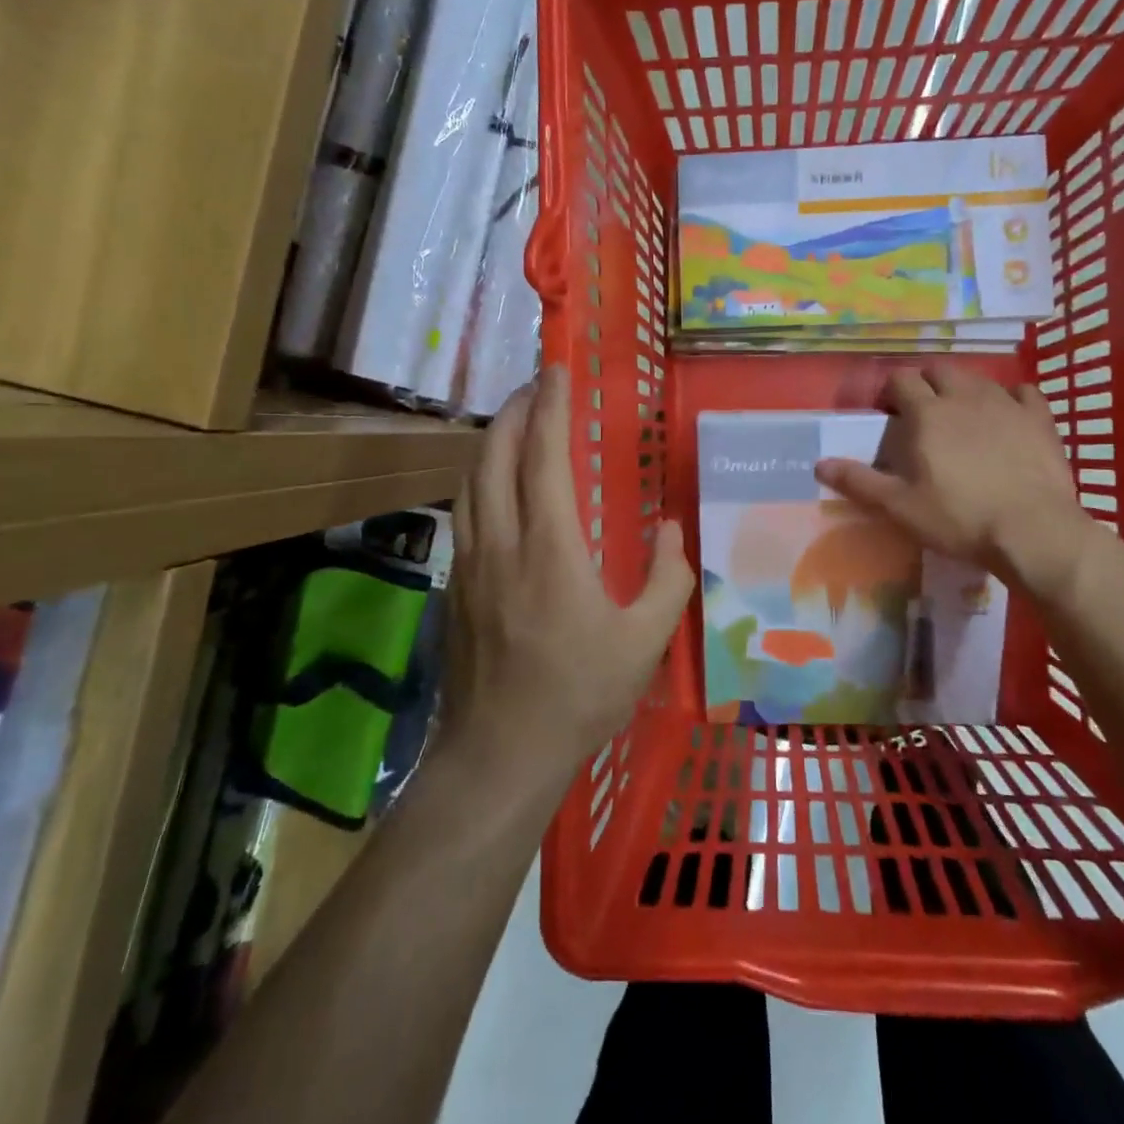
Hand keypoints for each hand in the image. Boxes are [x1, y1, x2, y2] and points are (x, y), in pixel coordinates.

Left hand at [443, 365, 695, 781]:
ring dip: (493, 441)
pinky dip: (480, 479)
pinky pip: (463, 512)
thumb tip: (669, 529)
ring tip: (517, 425)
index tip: (558, 369)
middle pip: (495, 454)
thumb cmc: (578, 694)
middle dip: (516, 410)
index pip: (545, 455)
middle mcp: (500, 541)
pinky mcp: (453, 587)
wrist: (499, 754)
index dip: (553, 406)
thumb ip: (667, 577)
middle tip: (538, 387)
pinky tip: (495, 488)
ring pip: (470, 480)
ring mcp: (468, 563)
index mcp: (549, 547)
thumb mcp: (645, 641)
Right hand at [813, 365, 1098, 601]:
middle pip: (940, 369)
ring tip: (960, 414)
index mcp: (927, 414)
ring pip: (978, 378)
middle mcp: (964, 397)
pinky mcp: (1040, 419)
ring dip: (963, 388)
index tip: (887, 413)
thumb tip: (819, 464)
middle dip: (926, 382)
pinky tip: (1007, 416)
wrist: (1033, 531)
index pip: (901, 379)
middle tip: (921, 412)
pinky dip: (1010, 398)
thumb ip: (859, 482)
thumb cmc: (959, 518)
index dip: (890, 390)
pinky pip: (1022, 392)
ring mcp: (1006, 404)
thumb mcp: (900, 507)